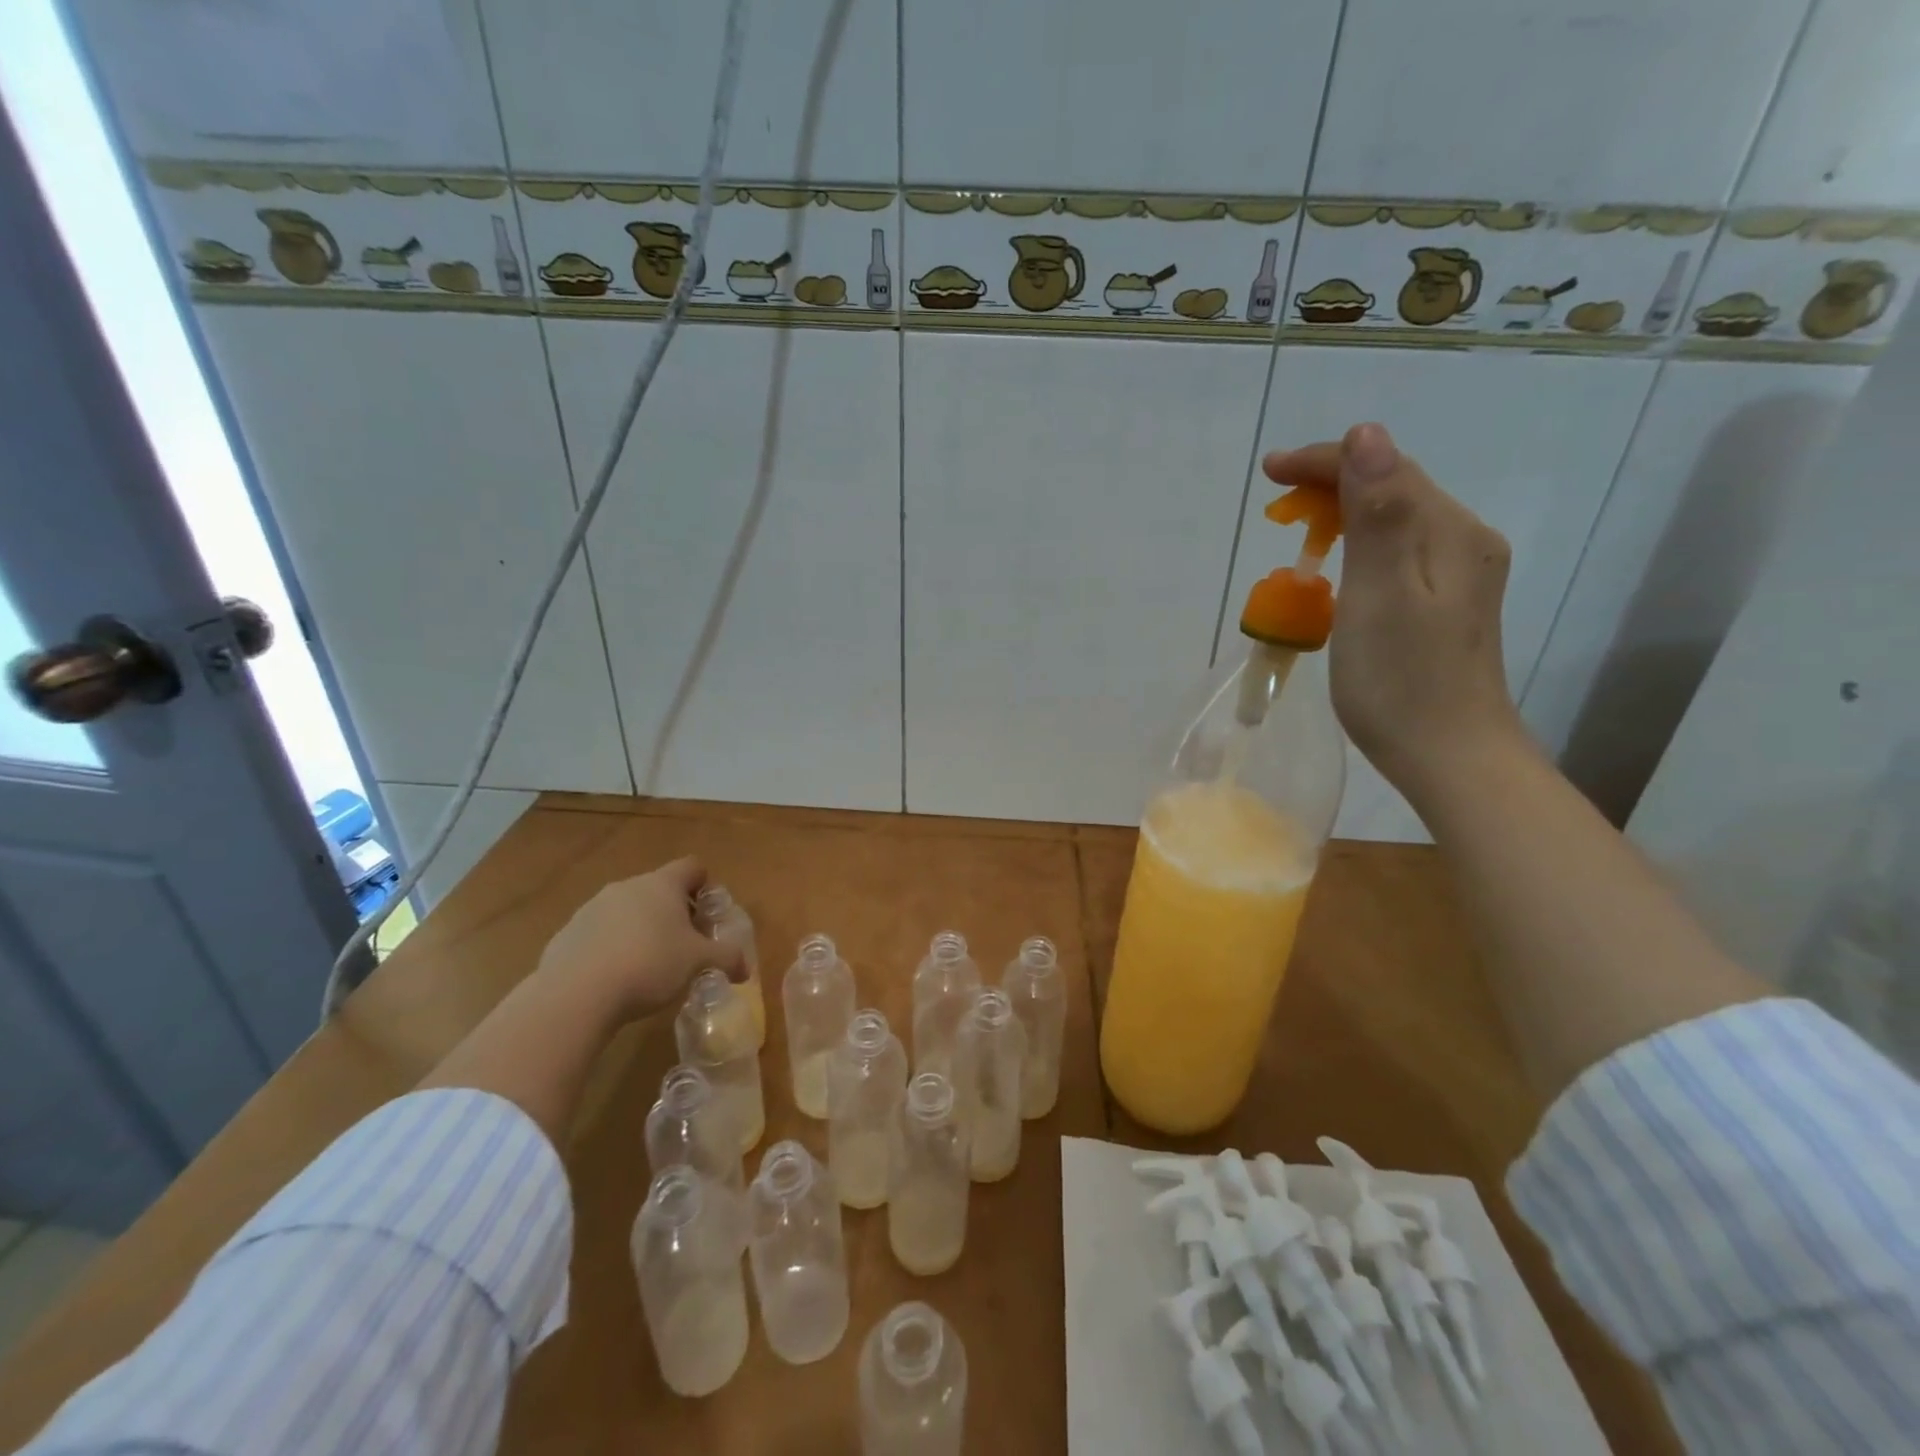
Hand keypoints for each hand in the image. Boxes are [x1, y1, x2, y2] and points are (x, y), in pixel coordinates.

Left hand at [536, 857, 745, 1023]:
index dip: (706, 886)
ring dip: (642, 930)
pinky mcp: (567, 933)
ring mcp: (592, 908)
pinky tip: (617, 979)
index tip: (710, 915)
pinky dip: (613, 948)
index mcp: (662, 884)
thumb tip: (746, 969)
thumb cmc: (649, 965)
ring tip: (650, 966)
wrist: (576, 994)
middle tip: (686, 945)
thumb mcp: (698, 962)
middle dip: (675, 913)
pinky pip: (600, 934)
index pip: (692, 867)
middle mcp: (627, 887)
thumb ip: (726, 958)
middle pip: (659, 890)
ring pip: (628, 911)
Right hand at [1261, 423, 1528, 805]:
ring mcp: (1459, 574)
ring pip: (1393, 521)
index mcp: (1448, 532)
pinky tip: (1336, 574)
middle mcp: (1462, 540)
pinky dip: (1357, 550)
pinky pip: (1396, 555)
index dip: (1323, 462)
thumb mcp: (1379, 594)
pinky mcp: (1445, 604)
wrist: (1449, 756)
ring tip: (1297, 536)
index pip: (1383, 467)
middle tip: (1275, 509)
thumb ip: (1377, 514)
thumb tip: (1366, 434)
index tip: (1268, 475)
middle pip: (1391, 488)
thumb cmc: (1402, 681)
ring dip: (1341, 517)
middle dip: (1330, 486)